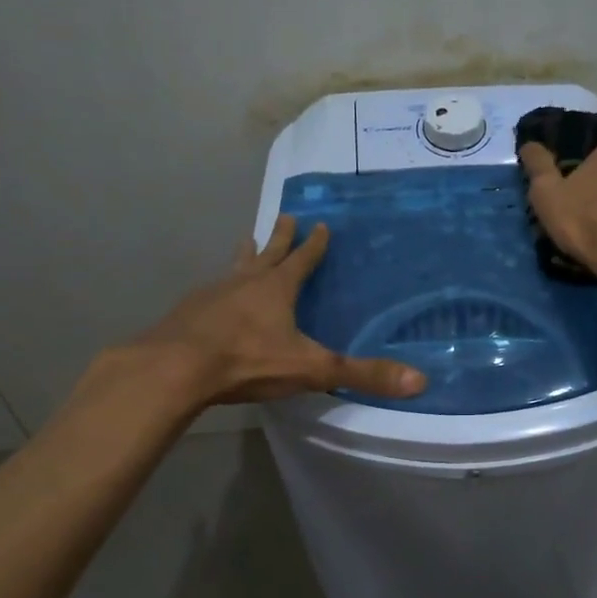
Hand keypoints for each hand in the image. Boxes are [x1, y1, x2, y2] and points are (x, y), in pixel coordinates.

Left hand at [136, 215, 426, 405]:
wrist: (176, 367)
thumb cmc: (248, 361)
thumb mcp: (312, 369)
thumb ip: (362, 375)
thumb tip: (420, 381)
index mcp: (277, 289)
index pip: (302, 260)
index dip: (314, 245)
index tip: (320, 224)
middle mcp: (245, 283)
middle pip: (267, 254)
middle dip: (280, 238)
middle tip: (285, 216)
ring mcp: (212, 294)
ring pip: (235, 268)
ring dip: (245, 255)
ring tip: (247, 241)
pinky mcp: (188, 312)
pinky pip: (210, 292)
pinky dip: (218, 288)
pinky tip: (213, 296)